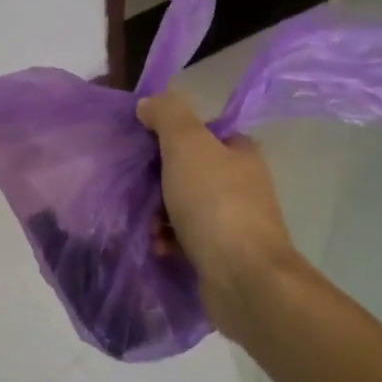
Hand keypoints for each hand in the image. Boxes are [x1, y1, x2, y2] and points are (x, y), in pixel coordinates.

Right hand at [138, 92, 304, 344]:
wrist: (243, 279)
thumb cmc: (215, 204)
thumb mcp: (187, 145)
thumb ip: (168, 115)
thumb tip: (149, 102)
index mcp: (240, 152)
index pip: (200, 133)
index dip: (168, 137)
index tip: (142, 149)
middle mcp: (241, 183)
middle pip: (186, 171)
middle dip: (157, 182)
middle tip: (138, 191)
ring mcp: (232, 221)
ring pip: (181, 206)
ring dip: (158, 214)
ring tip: (148, 226)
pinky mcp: (221, 254)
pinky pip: (183, 238)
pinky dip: (167, 241)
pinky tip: (158, 247)